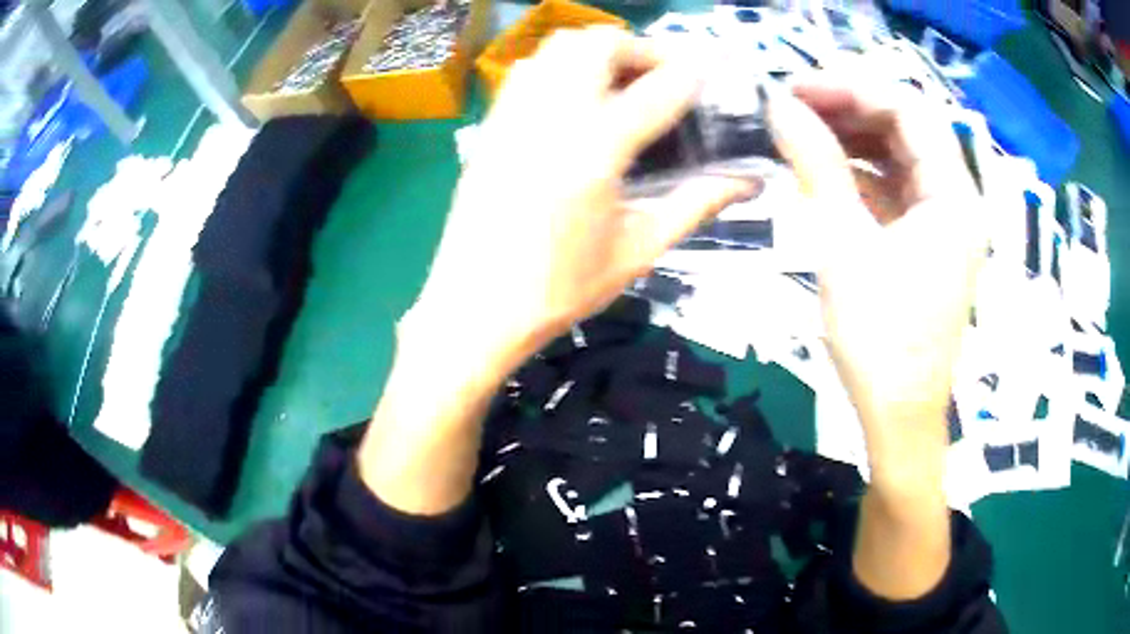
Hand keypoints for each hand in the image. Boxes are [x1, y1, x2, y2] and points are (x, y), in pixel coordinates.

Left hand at [409, 27, 755, 370]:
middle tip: (664, 75)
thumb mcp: (639, 250)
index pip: (655, 89)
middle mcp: (551, 117)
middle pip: (598, 43)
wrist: (476, 307)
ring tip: (623, 81)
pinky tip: (577, 98)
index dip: (690, 75)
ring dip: (599, 50)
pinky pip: (528, 69)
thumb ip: (695, 204)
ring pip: (557, 47)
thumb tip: (747, 182)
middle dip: (640, 48)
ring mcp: (513, 115)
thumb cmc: (560, 290)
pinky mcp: (490, 124)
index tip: (709, 75)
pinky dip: (561, 65)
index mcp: (595, 152)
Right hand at [767, 68, 984, 598]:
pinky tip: (825, 171)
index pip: (910, 110)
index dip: (854, 88)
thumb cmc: (881, 340)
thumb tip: (778, 105)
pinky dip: (861, 172)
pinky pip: (896, 188)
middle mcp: (957, 201)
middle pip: (908, 127)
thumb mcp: (845, 246)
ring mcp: (943, 222)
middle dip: (851, 108)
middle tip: (793, 105)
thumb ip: (817, 166)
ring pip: (900, 155)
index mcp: (954, 198)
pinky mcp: (927, 241)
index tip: (798, 88)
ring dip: (853, 138)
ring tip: (802, 132)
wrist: (899, 416)